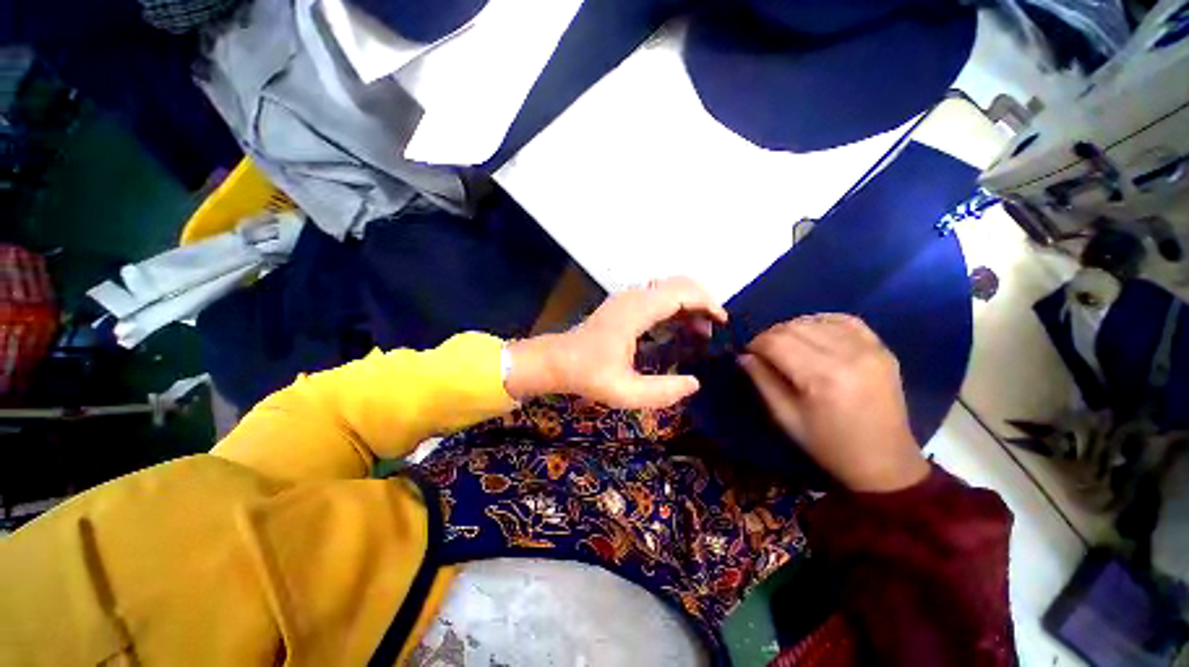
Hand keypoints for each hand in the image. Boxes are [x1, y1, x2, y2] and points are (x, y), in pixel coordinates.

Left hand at [506, 277, 727, 408]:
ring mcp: (628, 298)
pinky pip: (658, 296)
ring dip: (689, 304)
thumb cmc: (588, 374)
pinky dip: (675, 306)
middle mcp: (634, 297)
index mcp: (636, 311)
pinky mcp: (624, 304)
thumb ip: (662, 391)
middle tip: (714, 330)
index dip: (707, 303)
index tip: (723, 322)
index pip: (681, 293)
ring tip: (700, 333)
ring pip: (668, 288)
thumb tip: (694, 383)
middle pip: (678, 284)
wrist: (557, 361)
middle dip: (702, 301)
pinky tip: (679, 328)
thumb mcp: (624, 392)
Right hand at [738, 314, 928, 491]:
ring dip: (793, 329)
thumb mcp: (785, 418)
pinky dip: (821, 322)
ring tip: (787, 346)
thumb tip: (743, 356)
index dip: (755, 344)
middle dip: (770, 336)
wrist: (885, 461)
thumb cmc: (828, 445)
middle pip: (794, 327)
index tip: (748, 354)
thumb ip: (761, 381)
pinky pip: (844, 320)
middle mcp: (847, 354)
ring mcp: (869, 348)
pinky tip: (813, 336)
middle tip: (765, 353)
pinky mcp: (882, 348)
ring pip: (816, 320)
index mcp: (822, 377)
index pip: (776, 341)